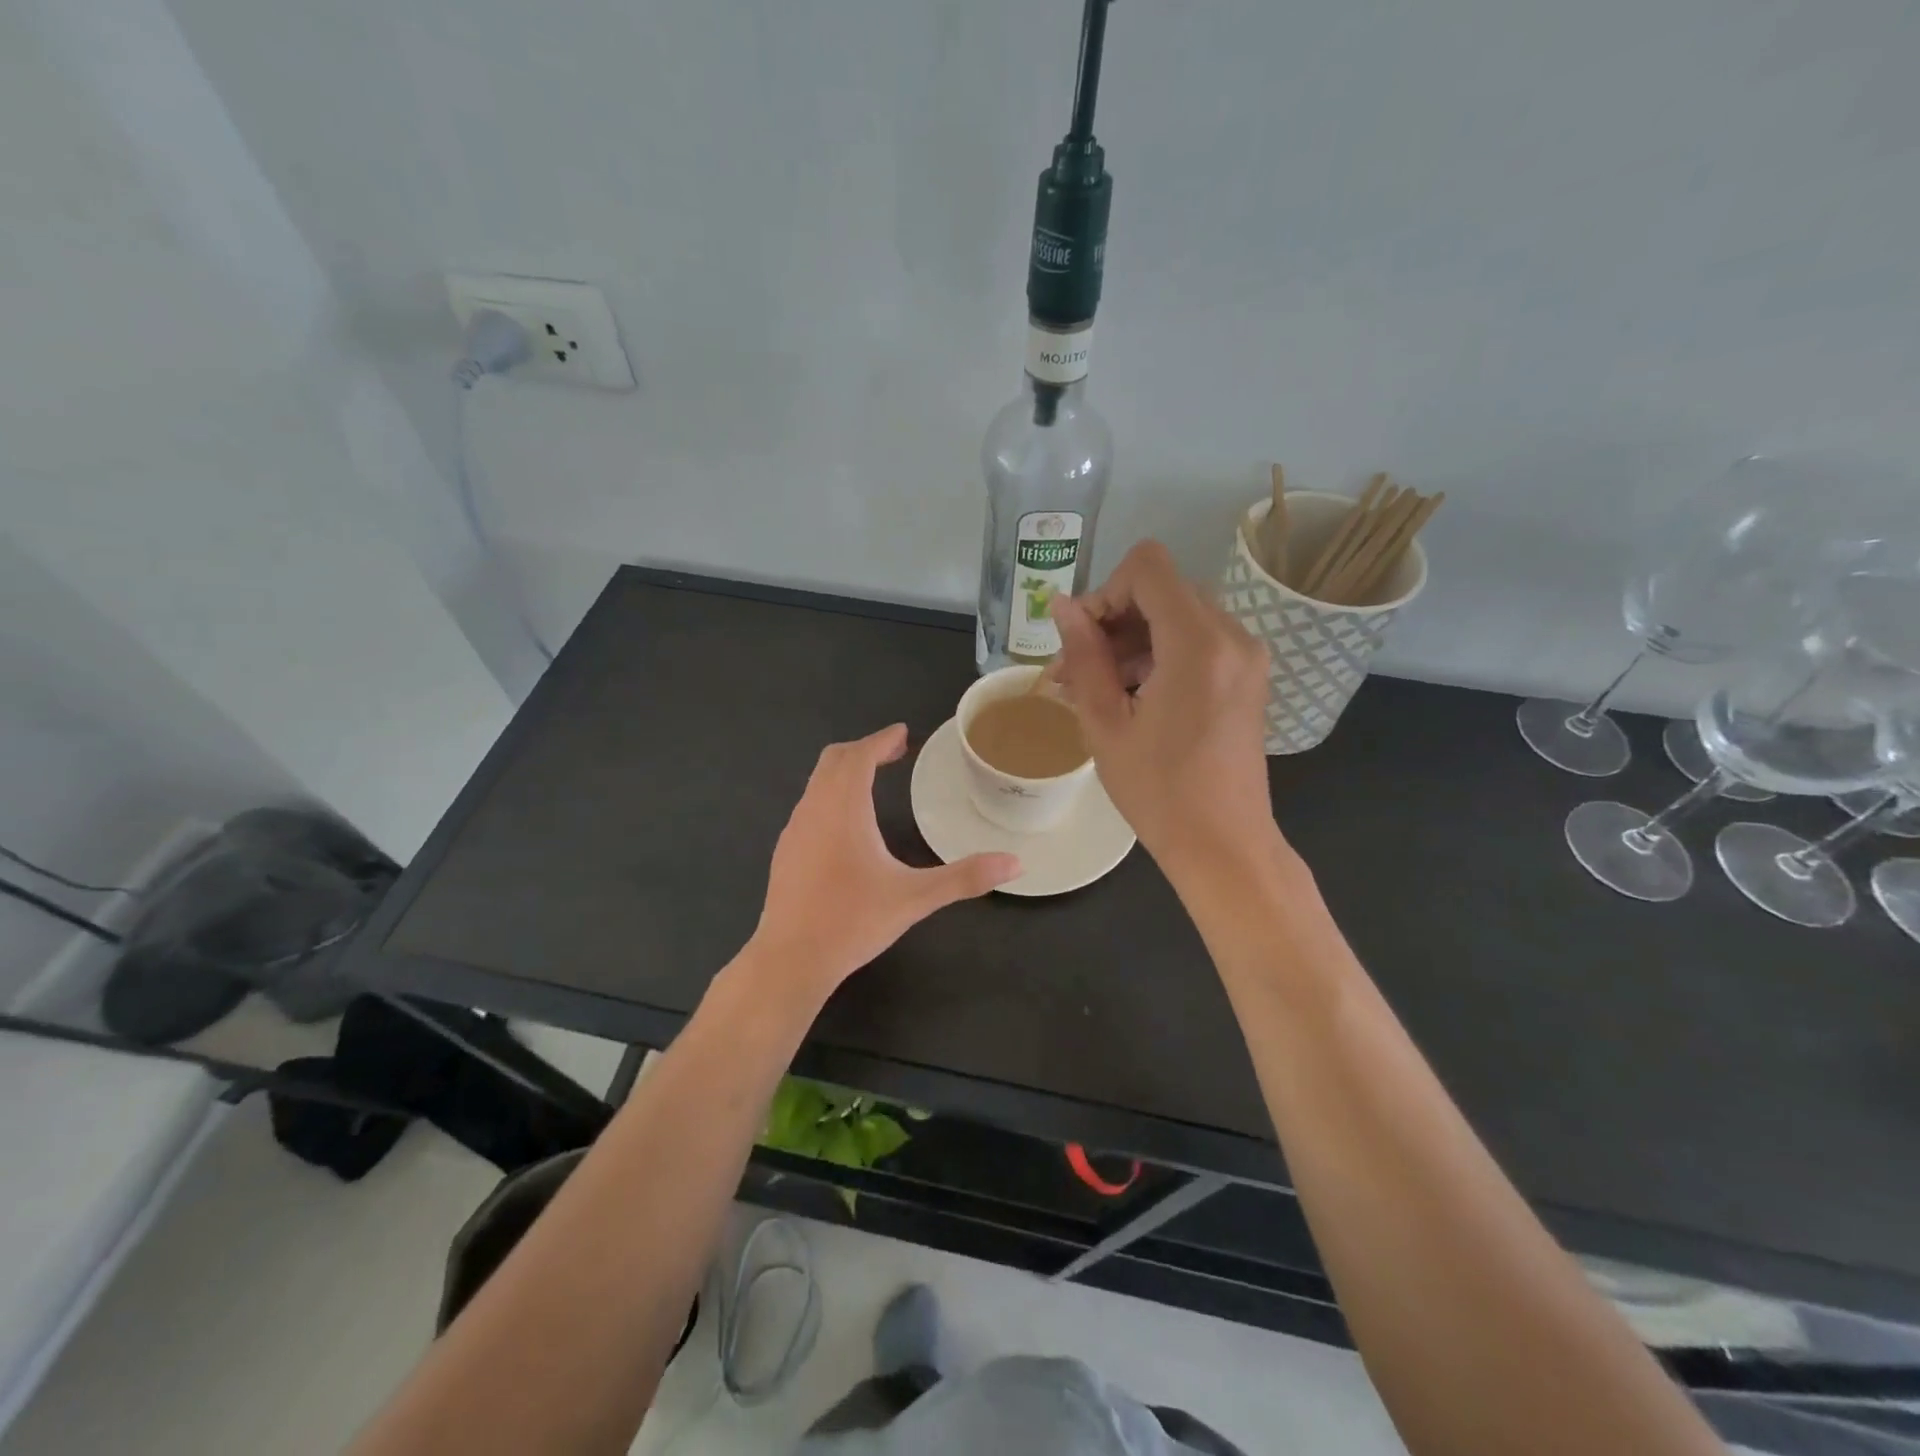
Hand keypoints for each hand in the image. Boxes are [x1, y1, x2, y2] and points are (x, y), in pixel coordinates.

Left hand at [749, 724, 1019, 997]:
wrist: (790, 959)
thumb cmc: (852, 921)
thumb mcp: (915, 898)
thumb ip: (965, 878)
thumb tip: (1015, 863)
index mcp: (844, 809)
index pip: (859, 756)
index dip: (881, 740)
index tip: (902, 733)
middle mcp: (814, 809)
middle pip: (834, 760)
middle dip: (864, 750)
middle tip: (894, 754)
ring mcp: (794, 830)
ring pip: (817, 782)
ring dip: (845, 772)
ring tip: (872, 782)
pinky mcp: (785, 851)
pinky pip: (809, 805)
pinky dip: (830, 795)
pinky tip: (846, 825)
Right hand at [1053, 541, 1282, 879]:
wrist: (1224, 844)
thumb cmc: (1158, 792)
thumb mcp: (1105, 723)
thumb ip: (1084, 655)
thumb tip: (1062, 606)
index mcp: (1198, 643)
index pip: (1147, 567)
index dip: (1104, 592)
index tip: (1082, 641)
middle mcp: (1232, 635)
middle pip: (1162, 590)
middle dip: (1113, 620)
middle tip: (1077, 671)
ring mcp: (1246, 655)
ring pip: (1177, 614)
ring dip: (1132, 640)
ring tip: (1095, 690)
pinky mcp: (1247, 676)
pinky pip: (1196, 640)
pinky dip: (1159, 654)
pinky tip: (1130, 696)